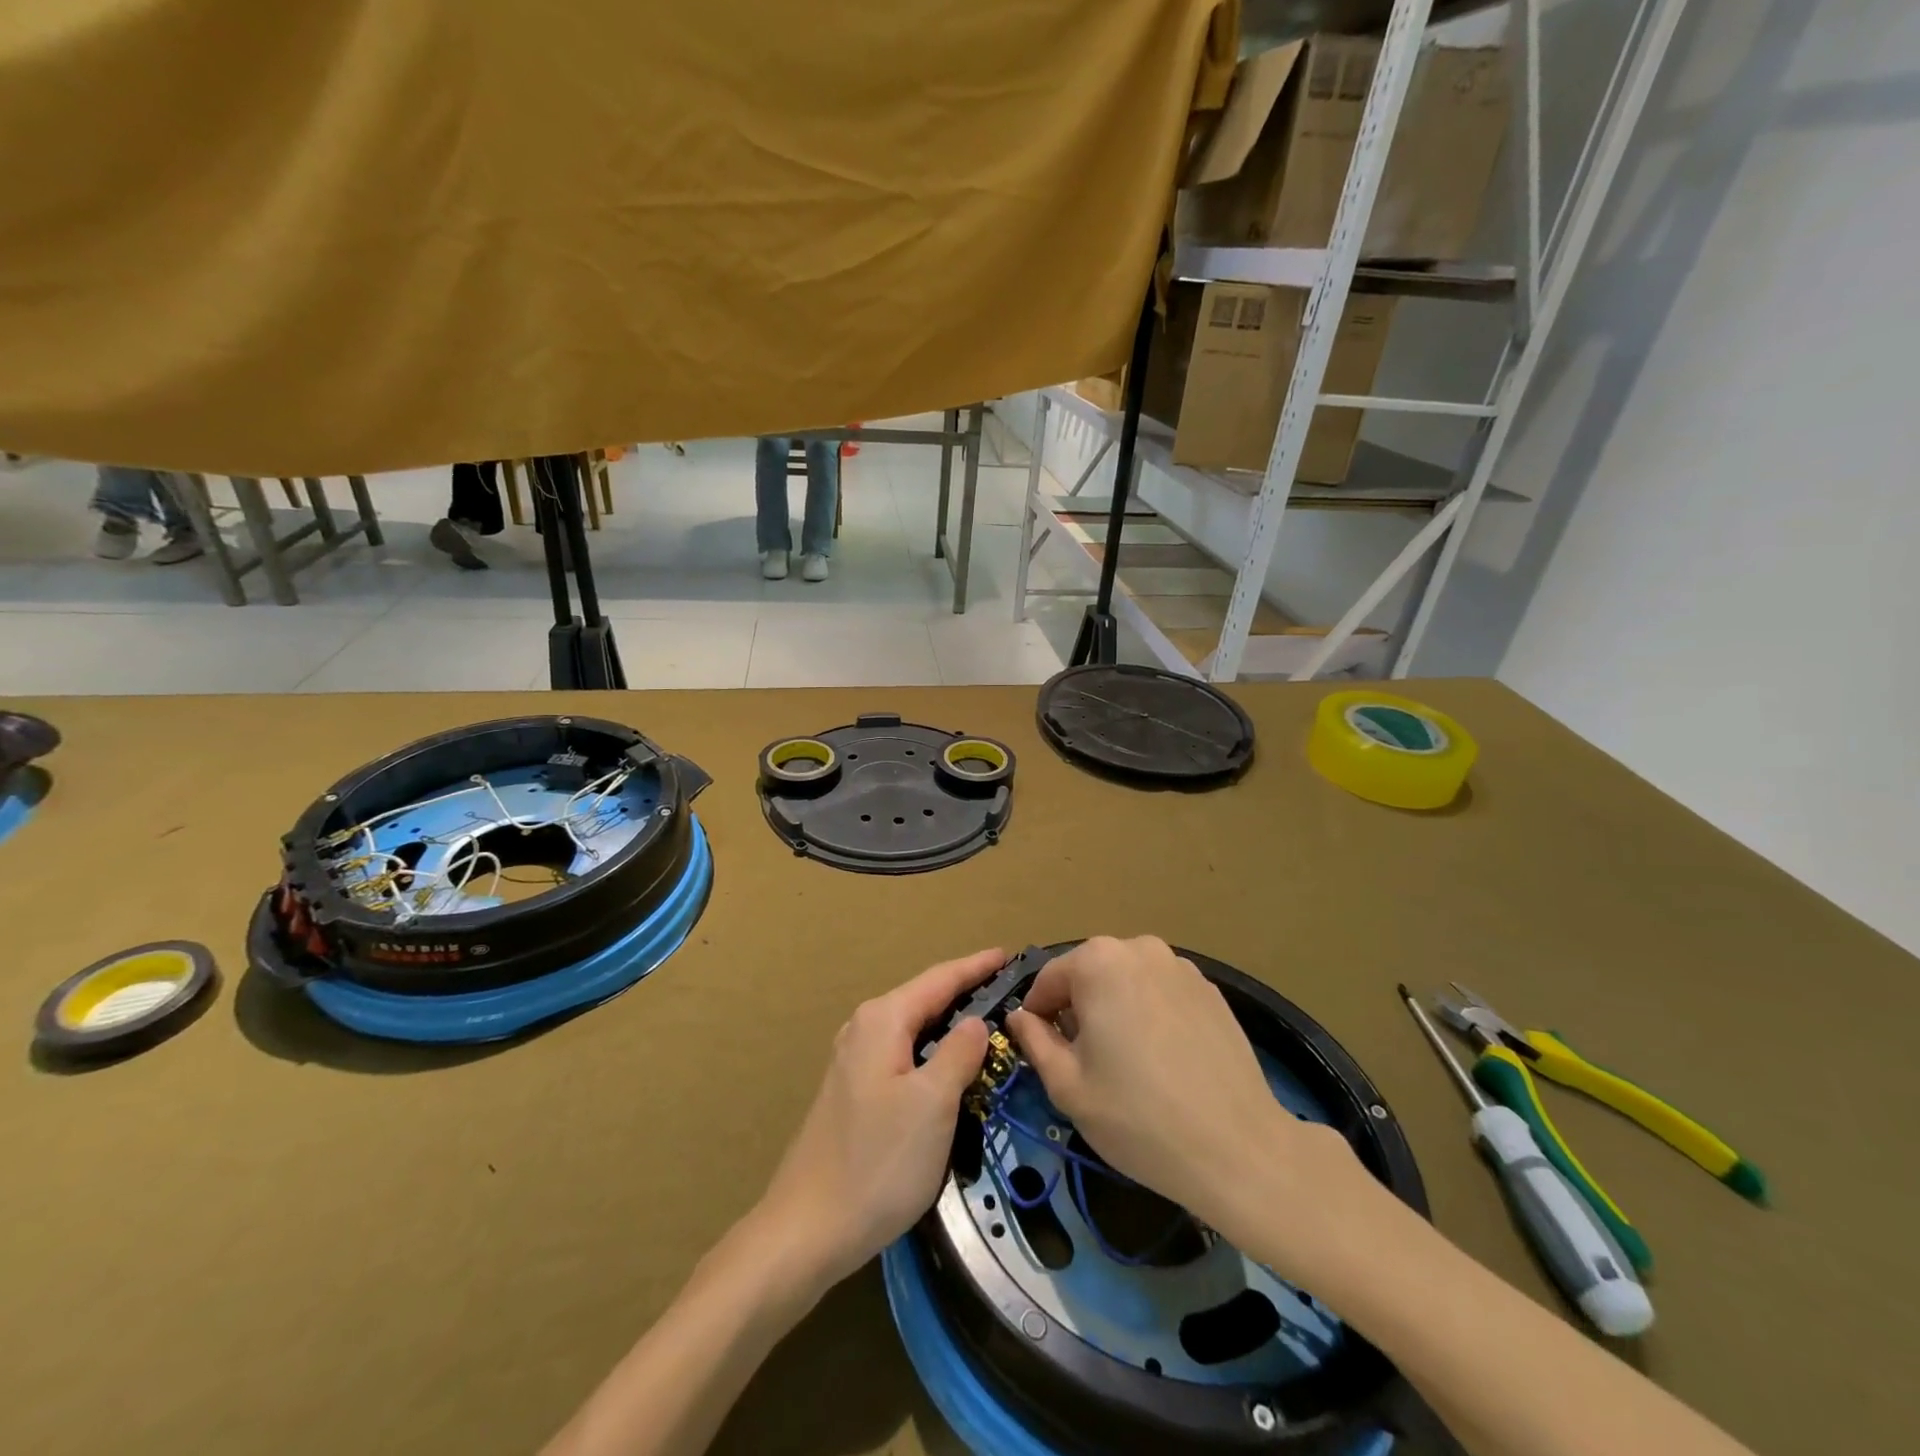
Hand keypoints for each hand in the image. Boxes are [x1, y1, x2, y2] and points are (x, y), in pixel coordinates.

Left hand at [756, 948, 1002, 1291]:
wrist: (806, 1230)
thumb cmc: (877, 1162)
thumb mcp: (932, 1104)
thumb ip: (958, 1053)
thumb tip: (976, 1021)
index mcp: (882, 1020)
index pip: (939, 979)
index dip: (976, 967)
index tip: (1010, 955)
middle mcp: (864, 1028)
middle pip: (924, 998)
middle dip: (965, 991)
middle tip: (1010, 991)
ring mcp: (853, 1061)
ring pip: (913, 1028)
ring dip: (949, 1022)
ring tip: (989, 1023)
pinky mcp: (853, 1091)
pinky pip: (902, 1053)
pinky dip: (932, 1049)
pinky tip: (949, 1065)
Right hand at [1005, 936, 1370, 1278]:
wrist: (1239, 1149)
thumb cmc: (1138, 1118)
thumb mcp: (1067, 1086)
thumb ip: (1035, 1041)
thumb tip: (1021, 1017)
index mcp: (1098, 961)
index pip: (1048, 980)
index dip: (1038, 1017)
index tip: (1043, 1053)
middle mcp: (1139, 948)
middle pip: (1089, 974)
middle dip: (1078, 1010)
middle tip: (1085, 1062)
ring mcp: (1181, 966)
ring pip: (1126, 981)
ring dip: (1115, 1009)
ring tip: (1127, 1062)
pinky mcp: (1211, 989)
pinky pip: (1161, 992)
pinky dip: (1150, 1014)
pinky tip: (1163, 1060)